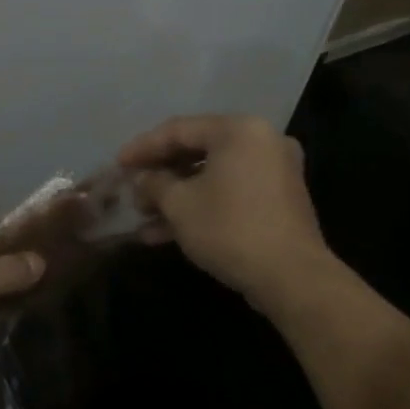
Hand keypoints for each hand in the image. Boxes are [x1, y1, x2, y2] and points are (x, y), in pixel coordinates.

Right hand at [118, 115, 334, 298]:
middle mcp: (261, 141)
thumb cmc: (230, 228)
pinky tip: (165, 232)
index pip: (178, 130)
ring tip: (143, 216)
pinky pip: (229, 192)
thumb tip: (141, 180)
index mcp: (238, 130)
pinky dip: (200, 205)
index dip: (142, 147)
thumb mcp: (179, 204)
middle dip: (159, 174)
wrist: (292, 278)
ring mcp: (273, 171)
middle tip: (131, 189)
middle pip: (196, 150)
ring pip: (211, 176)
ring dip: (175, 195)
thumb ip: (154, 184)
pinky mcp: (277, 200)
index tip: (117, 164)